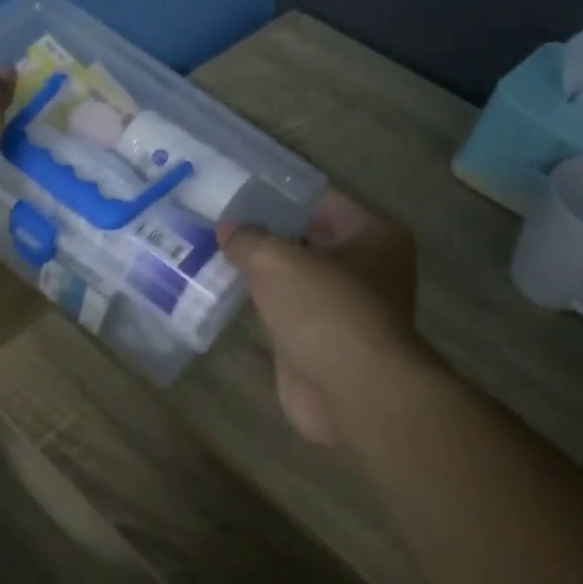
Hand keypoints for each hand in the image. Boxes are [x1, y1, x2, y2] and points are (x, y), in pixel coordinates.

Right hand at [220, 192, 432, 446]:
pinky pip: (284, 310)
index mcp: (372, 234)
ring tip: (210, 253)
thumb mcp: (277, 260)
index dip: (276, 194)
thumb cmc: (325, 310)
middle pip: (306, 238)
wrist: (351, 392)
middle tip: (214, 222)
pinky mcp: (321, 340)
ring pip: (293, 278)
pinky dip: (259, 305)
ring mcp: (344, 307)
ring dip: (258, 272)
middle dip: (263, 234)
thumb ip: (249, 239)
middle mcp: (366, 267)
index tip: (233, 191)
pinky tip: (223, 293)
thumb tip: (228, 230)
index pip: (319, 200)